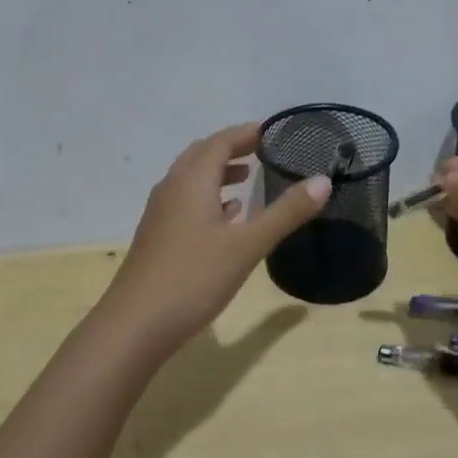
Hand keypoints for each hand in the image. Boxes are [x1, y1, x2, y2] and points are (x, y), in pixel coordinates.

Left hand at [100, 123, 330, 354]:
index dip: (247, 133)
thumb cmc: (193, 278)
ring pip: (192, 179)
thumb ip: (286, 212)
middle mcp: (172, 187)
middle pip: (203, 154)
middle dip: (233, 148)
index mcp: (192, 180)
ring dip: (219, 172)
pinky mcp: (157, 236)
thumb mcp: (247, 245)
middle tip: (264, 150)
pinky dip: (208, 197)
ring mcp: (160, 213)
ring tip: (248, 177)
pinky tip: (226, 218)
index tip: (274, 131)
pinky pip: (185, 201)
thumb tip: (323, 180)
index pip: (221, 141)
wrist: (135, 325)